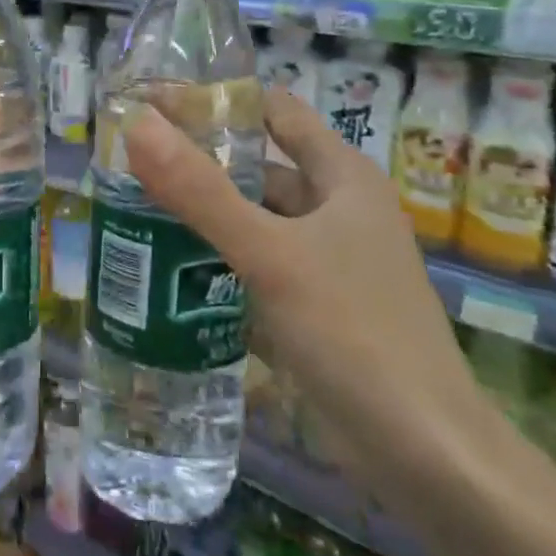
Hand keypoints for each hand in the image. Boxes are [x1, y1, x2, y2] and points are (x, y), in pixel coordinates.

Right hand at [122, 88, 484, 491]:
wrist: (426, 456)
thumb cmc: (356, 334)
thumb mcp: (271, 255)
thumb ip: (200, 191)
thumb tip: (137, 123)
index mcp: (341, 176)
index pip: (273, 111)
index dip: (216, 98)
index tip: (152, 99)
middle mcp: (336, 208)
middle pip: (258, 166)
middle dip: (199, 158)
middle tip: (129, 158)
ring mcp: (326, 260)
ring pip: (254, 218)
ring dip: (203, 211)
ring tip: (133, 206)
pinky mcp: (313, 305)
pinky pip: (255, 264)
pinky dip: (217, 258)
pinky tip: (168, 266)